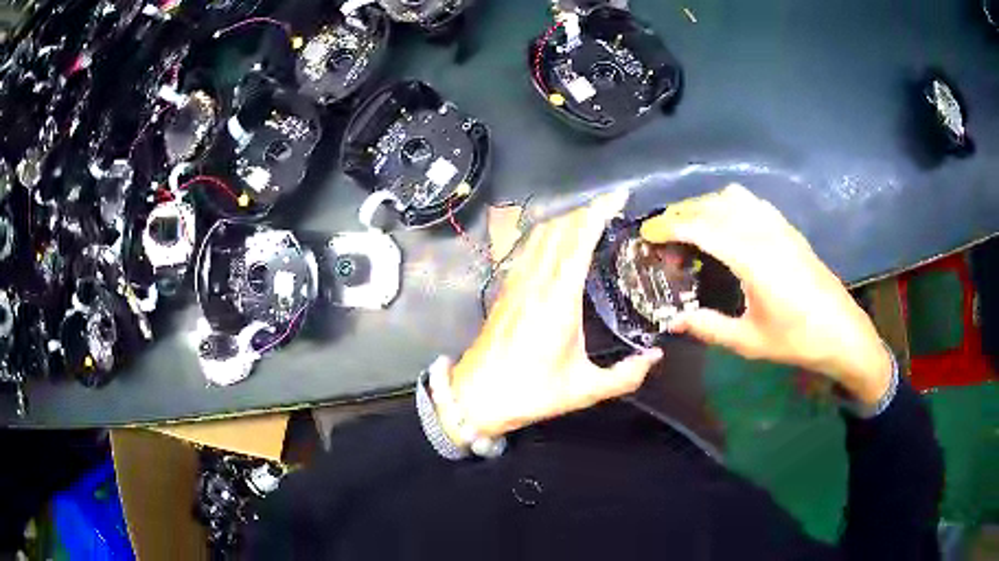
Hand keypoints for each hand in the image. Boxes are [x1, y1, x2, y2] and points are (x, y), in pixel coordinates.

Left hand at [445, 190, 662, 439]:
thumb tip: (655, 358)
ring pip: (540, 233)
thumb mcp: (584, 390)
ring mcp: (516, 282)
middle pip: (559, 227)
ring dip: (566, 218)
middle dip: (587, 210)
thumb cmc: (530, 392)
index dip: (599, 212)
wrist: (476, 396)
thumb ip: (625, 376)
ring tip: (590, 219)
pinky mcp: (505, 289)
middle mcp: (536, 281)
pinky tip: (557, 241)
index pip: (579, 239)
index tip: (619, 196)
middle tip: (613, 208)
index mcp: (558, 298)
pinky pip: (527, 248)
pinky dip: (546, 233)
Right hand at [639, 184, 891, 406]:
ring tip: (693, 228)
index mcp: (752, 258)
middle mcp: (763, 232)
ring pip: (733, 197)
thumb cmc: (796, 339)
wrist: (841, 332)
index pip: (701, 227)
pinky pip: (752, 203)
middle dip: (682, 213)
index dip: (670, 226)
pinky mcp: (788, 229)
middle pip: (713, 205)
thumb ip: (708, 327)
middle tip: (664, 235)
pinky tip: (728, 226)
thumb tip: (672, 321)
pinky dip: (730, 205)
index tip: (648, 234)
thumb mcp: (748, 341)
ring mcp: (779, 226)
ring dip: (707, 205)